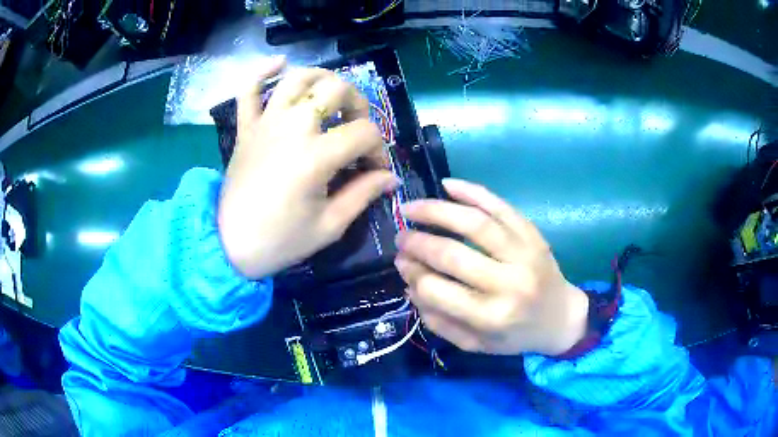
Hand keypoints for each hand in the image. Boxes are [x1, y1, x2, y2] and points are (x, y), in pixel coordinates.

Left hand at [218, 58, 398, 278]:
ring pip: (297, 79)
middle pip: (335, 89)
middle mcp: (291, 128)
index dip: (379, 151)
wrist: (230, 245)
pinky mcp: (246, 128)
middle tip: (358, 128)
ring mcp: (265, 124)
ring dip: (322, 79)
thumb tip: (391, 178)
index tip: (377, 172)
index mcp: (315, 156)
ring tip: (332, 95)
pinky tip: (280, 64)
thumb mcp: (330, 226)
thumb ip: (363, 194)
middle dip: (358, 104)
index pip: (364, 133)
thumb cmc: (281, 241)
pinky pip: (248, 89)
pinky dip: (263, 72)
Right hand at [394, 179, 587, 355]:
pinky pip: (500, 206)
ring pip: (475, 222)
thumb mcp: (475, 344)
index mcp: (491, 316)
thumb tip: (410, 284)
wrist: (561, 318)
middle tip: (401, 236)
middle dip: (417, 242)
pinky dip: (471, 192)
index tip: (401, 263)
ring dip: (436, 211)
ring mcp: (524, 253)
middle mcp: (508, 283)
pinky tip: (447, 185)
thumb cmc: (516, 335)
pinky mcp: (532, 234)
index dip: (413, 273)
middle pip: (452, 254)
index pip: (437, 290)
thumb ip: (439, 320)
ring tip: (412, 207)